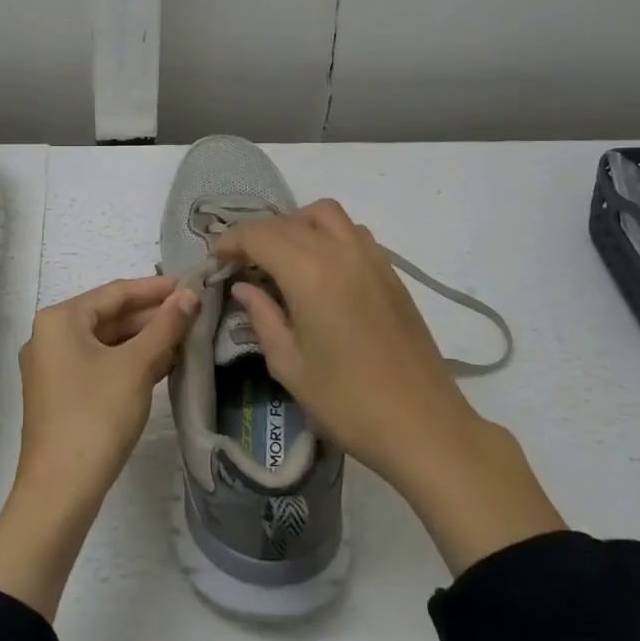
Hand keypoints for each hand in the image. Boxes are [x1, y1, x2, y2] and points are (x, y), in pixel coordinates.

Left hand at [12, 275, 197, 504]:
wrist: (60, 492)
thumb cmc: (96, 416)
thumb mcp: (136, 366)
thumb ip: (165, 326)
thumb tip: (189, 294)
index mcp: (60, 320)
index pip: (116, 292)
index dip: (156, 288)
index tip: (192, 283)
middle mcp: (51, 336)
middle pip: (110, 316)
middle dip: (152, 316)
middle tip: (195, 312)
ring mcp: (53, 367)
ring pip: (107, 342)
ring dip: (145, 339)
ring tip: (187, 336)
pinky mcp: (62, 394)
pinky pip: (101, 364)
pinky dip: (130, 361)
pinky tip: (164, 363)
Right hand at [218, 201, 563, 572]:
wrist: (423, 425)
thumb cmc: (348, 402)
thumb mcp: (290, 365)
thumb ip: (263, 317)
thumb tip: (245, 288)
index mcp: (310, 273)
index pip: (260, 236)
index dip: (232, 240)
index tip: (215, 257)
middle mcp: (340, 252)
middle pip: (289, 221)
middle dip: (258, 234)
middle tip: (240, 261)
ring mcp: (371, 258)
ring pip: (326, 215)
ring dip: (296, 224)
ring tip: (280, 257)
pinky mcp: (391, 272)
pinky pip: (352, 232)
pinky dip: (327, 234)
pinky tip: (320, 268)